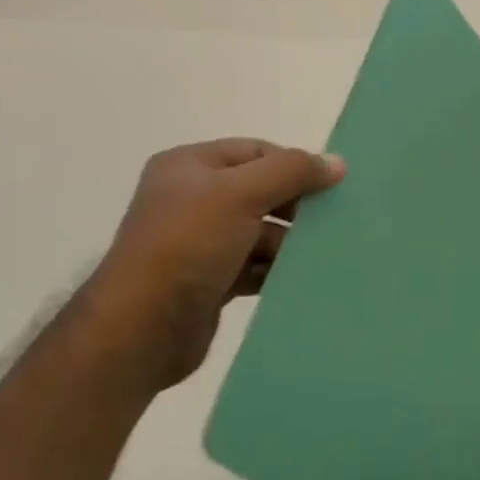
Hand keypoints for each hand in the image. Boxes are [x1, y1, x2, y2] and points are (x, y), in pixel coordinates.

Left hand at [82, 139, 345, 392]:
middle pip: (261, 192)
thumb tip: (337, 162)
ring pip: (260, 233)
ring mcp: (200, 243)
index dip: (294, 165)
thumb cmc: (188, 246)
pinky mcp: (210, 281)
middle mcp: (193, 199)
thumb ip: (291, 172)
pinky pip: (254, 267)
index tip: (331, 188)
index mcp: (190, 166)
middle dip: (296, 207)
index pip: (256, 152)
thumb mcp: (240, 195)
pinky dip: (277, 271)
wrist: (142, 328)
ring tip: (324, 256)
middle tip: (333, 223)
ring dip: (290, 244)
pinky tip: (303, 281)